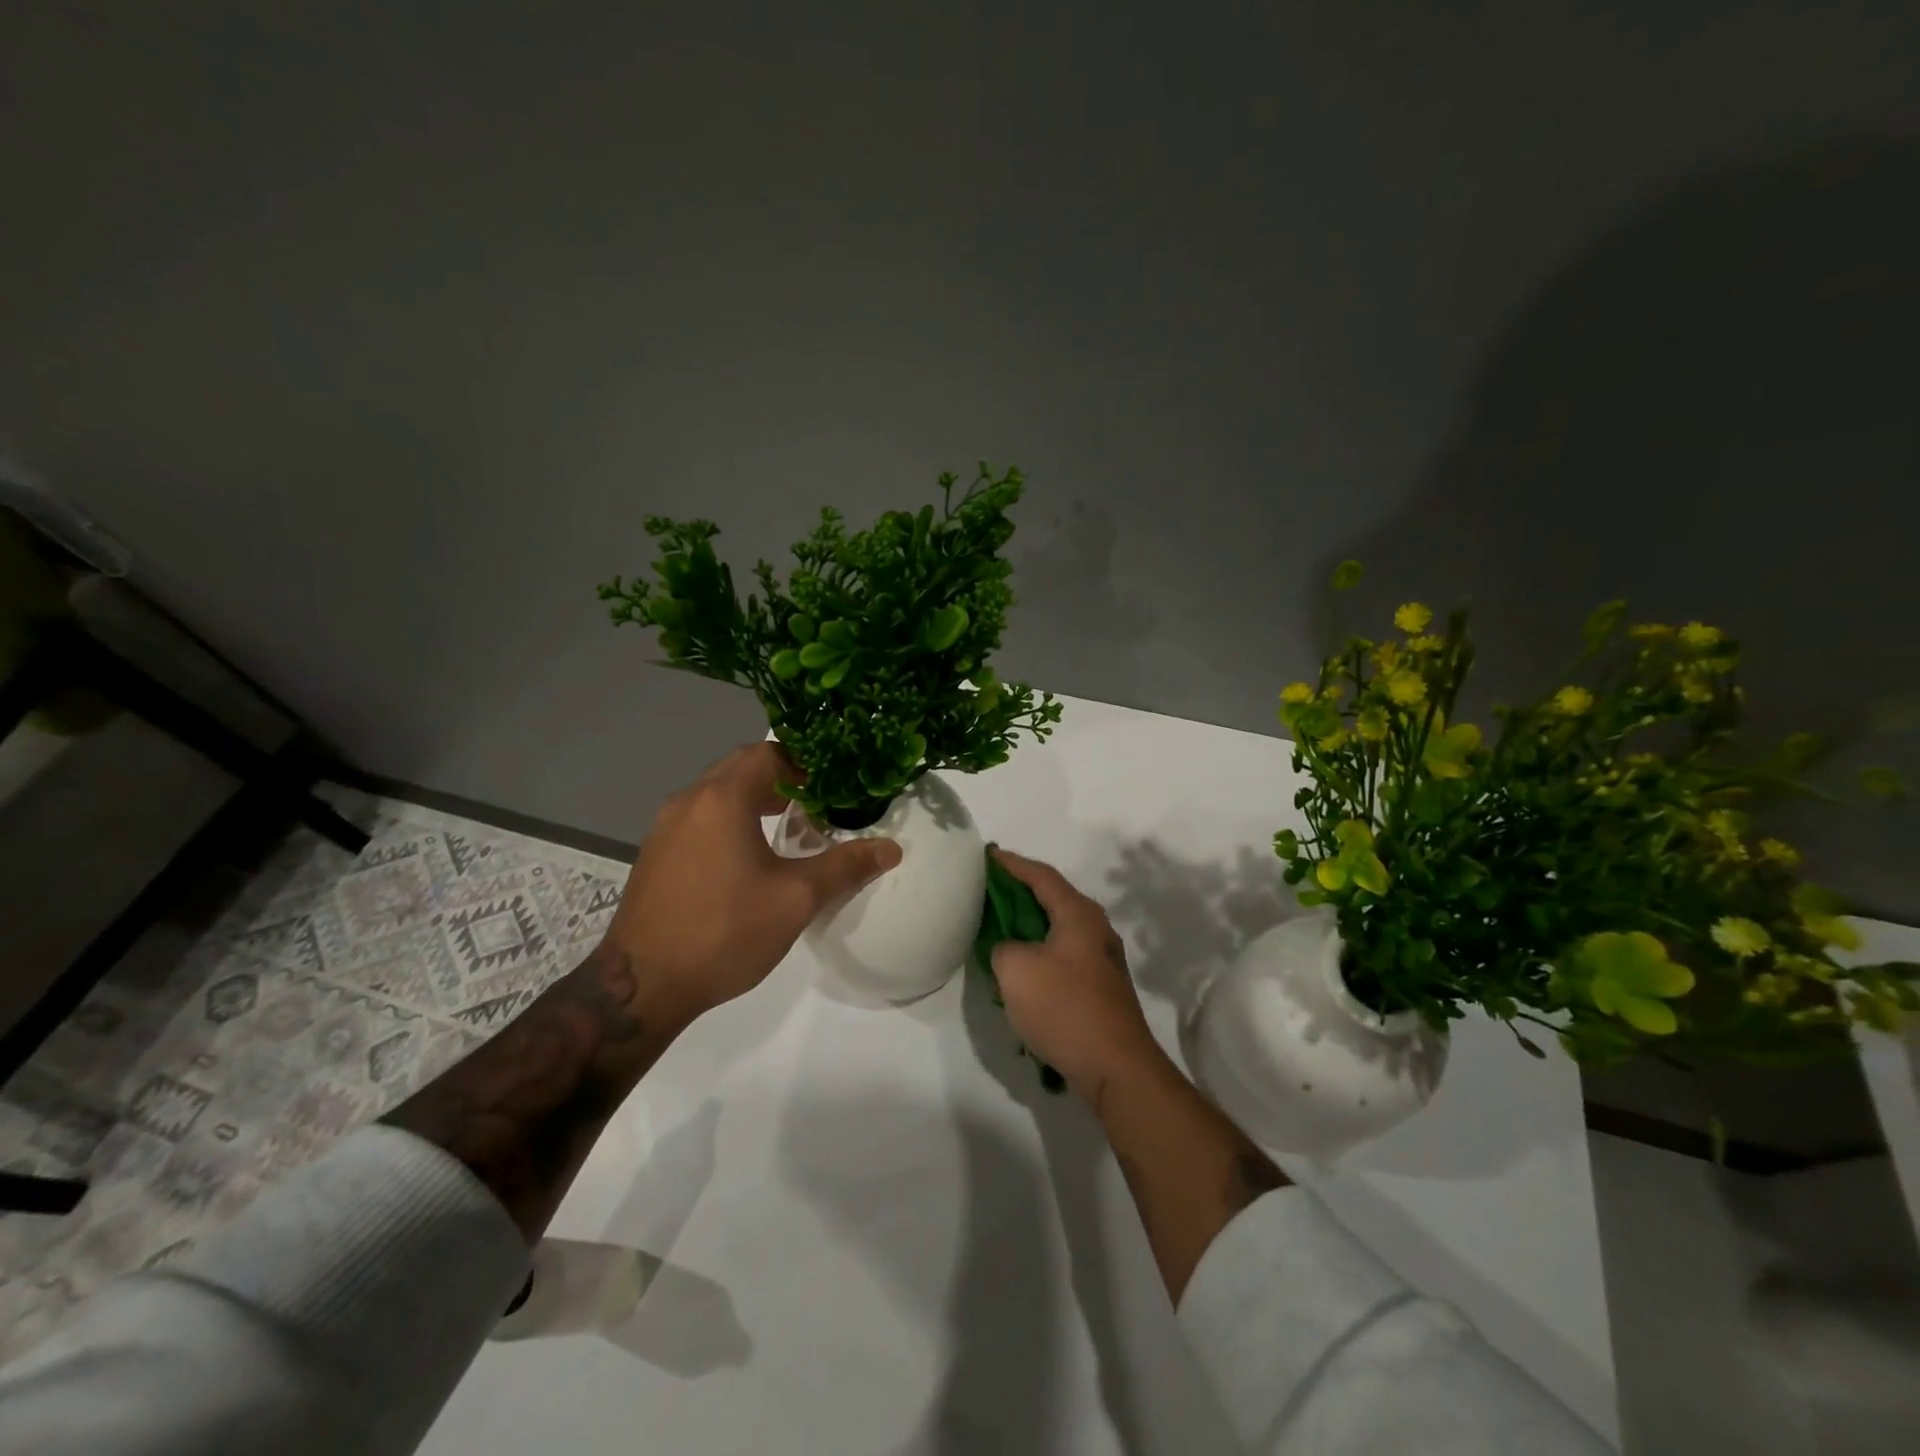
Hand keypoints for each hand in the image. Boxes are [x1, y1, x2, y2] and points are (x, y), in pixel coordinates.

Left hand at [604, 742, 901, 1030]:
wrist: (642, 985)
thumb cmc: (724, 932)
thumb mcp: (795, 900)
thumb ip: (845, 867)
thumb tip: (891, 848)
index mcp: (723, 798)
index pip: (768, 753)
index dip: (805, 762)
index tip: (832, 784)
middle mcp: (689, 800)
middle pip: (740, 766)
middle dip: (781, 776)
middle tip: (816, 800)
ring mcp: (665, 826)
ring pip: (717, 791)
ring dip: (753, 796)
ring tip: (788, 824)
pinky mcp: (655, 852)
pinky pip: (699, 815)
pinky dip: (729, 817)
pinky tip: (748, 854)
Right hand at [988, 847, 1168, 1110]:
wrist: (1115, 1067)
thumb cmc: (1064, 1007)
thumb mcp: (1015, 969)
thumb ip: (1003, 946)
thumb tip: (1010, 950)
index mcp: (1078, 914)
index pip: (1041, 875)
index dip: (1012, 864)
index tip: (988, 855)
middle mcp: (1096, 928)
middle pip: (1053, 898)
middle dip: (1020, 892)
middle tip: (989, 889)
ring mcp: (1102, 959)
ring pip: (1058, 928)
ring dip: (1029, 924)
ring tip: (999, 925)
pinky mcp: (1101, 986)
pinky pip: (1063, 953)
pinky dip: (1040, 950)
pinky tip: (1021, 967)